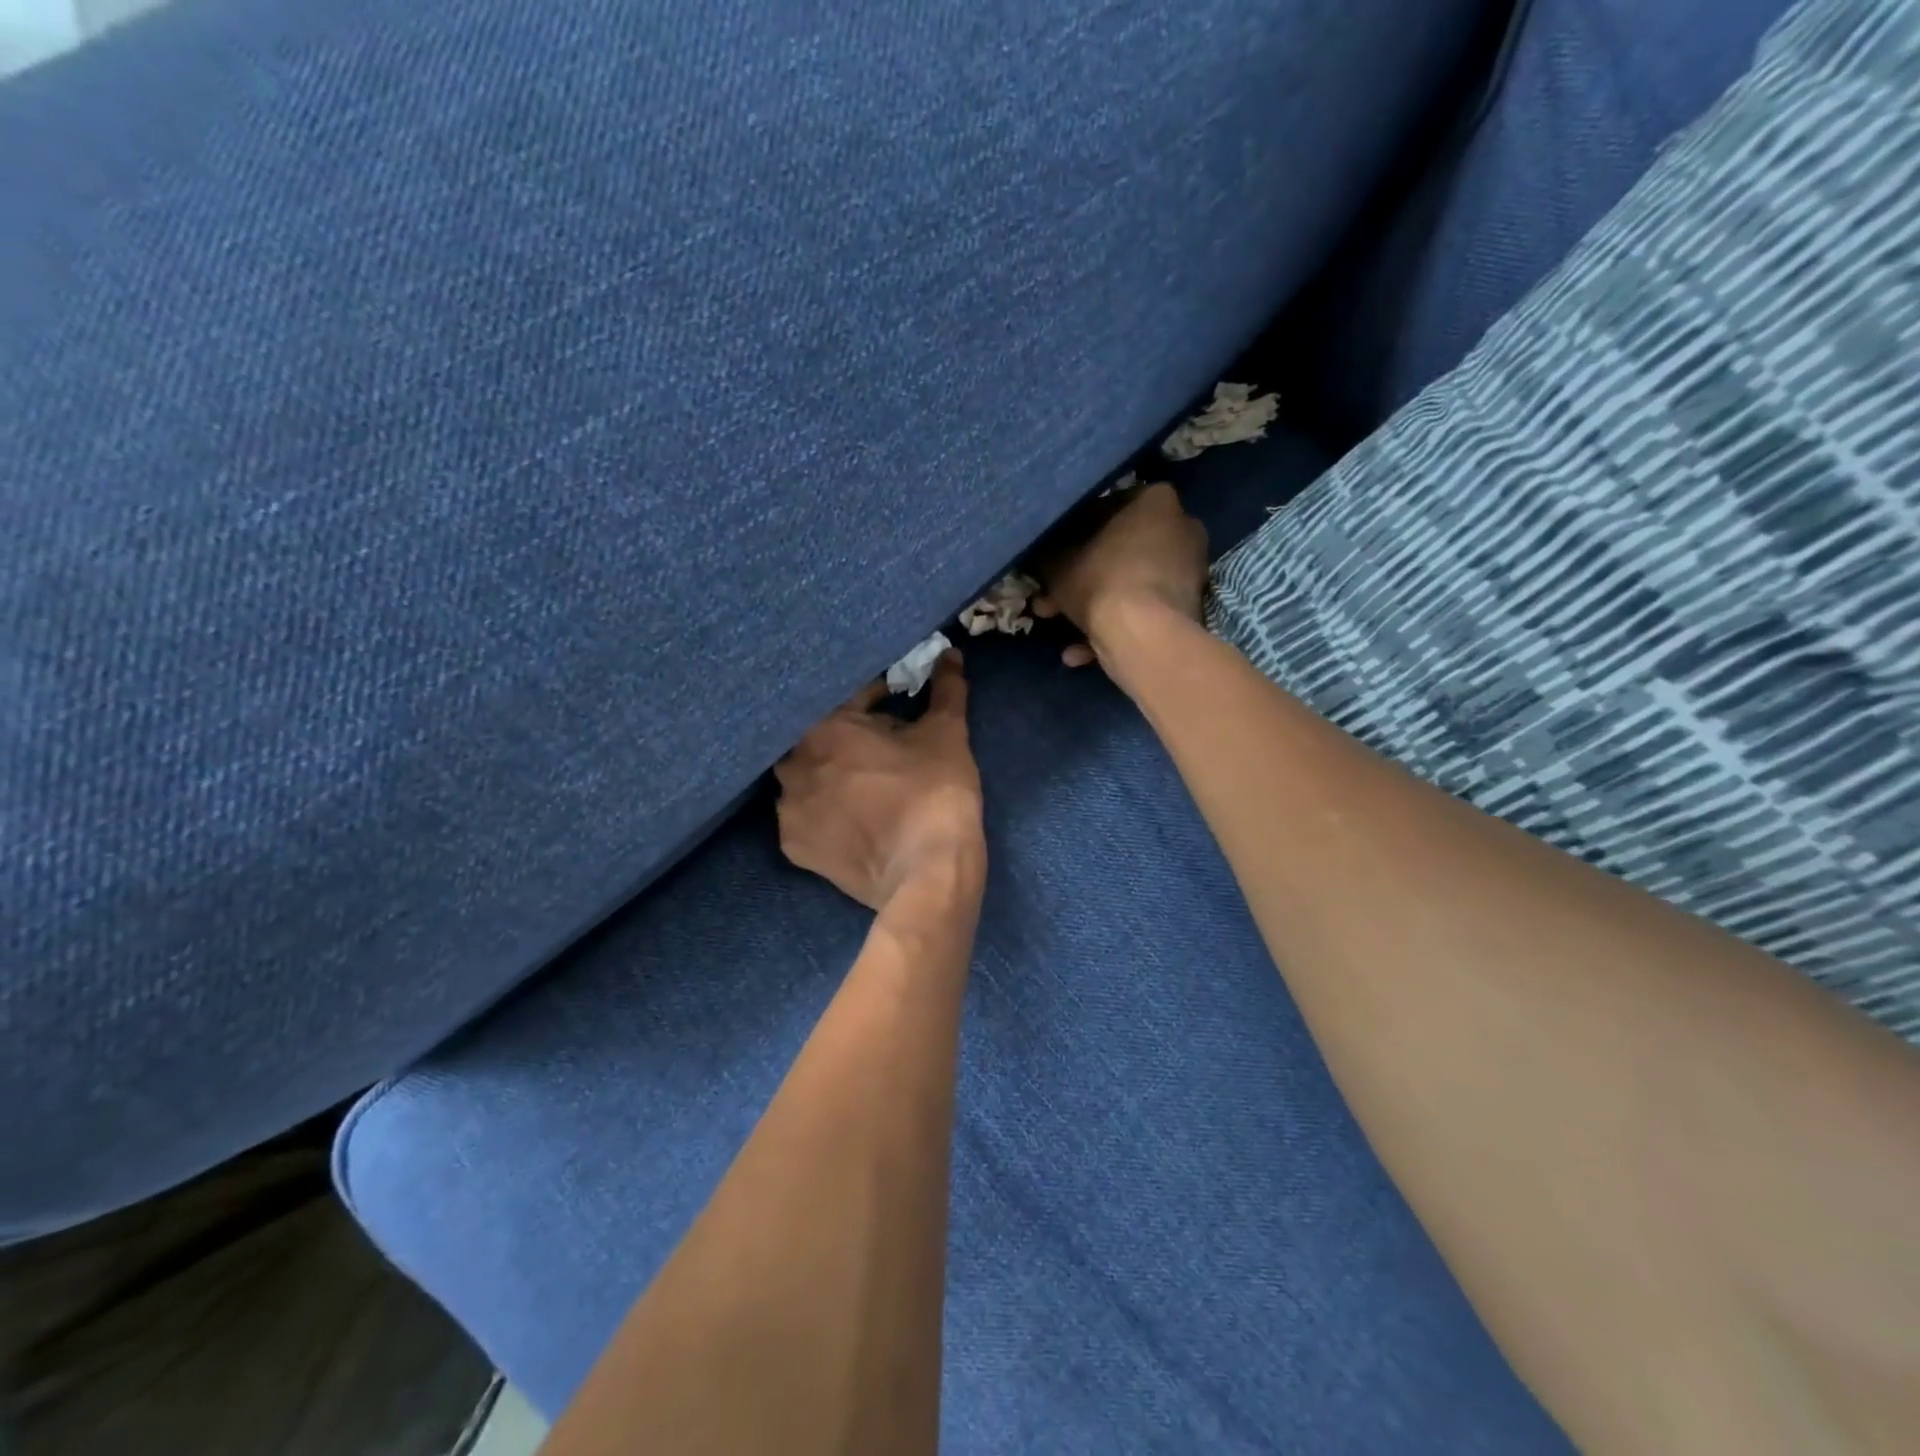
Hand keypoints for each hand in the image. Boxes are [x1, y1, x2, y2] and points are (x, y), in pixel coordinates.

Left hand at [775, 652, 984, 911]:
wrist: (928, 874)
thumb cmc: (935, 792)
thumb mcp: (946, 733)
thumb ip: (945, 689)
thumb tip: (951, 654)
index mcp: (822, 728)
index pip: (849, 697)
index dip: (878, 697)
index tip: (898, 704)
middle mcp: (792, 765)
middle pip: (821, 736)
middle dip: (848, 735)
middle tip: (882, 746)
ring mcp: (789, 810)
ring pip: (809, 777)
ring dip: (831, 773)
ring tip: (865, 784)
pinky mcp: (795, 848)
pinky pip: (808, 816)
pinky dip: (826, 811)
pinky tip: (853, 817)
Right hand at [1033, 483, 1207, 673]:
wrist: (1143, 636)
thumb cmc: (1102, 581)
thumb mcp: (1058, 563)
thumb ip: (1049, 553)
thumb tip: (1044, 555)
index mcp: (1156, 501)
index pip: (1105, 507)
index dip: (1072, 533)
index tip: (1052, 555)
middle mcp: (1181, 528)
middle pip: (1119, 551)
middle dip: (1080, 576)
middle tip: (1049, 597)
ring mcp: (1189, 572)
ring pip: (1128, 584)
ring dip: (1092, 606)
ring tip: (1058, 624)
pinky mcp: (1187, 608)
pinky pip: (1143, 611)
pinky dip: (1114, 628)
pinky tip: (1080, 652)